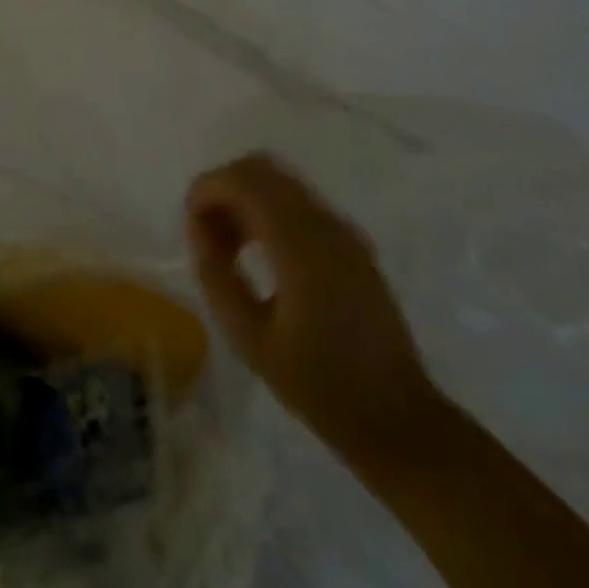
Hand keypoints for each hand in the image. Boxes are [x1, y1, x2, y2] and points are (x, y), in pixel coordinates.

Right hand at [187, 154, 444, 467]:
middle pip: (262, 168)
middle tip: (207, 235)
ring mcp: (343, 231)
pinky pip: (299, 204)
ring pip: (280, 182)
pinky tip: (259, 256)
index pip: (244, 180)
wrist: (398, 419)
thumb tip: (200, 229)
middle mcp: (325, 223)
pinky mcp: (352, 243)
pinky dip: (268, 212)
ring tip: (229, 248)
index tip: (190, 225)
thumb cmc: (319, 386)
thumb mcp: (249, 338)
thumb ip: (217, 275)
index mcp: (301, 244)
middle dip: (224, 190)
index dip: (207, 190)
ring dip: (246, 200)